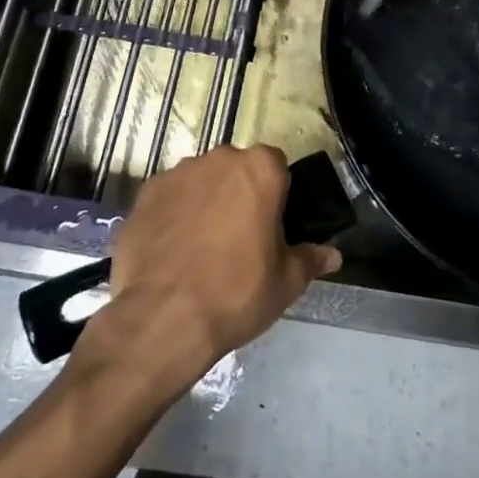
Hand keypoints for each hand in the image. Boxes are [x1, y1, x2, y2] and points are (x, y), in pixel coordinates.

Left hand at [72, 145, 340, 390]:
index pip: (277, 166)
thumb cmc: (237, 293)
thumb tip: (333, 255)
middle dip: (240, 194)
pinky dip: (173, 216)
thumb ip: (311, 259)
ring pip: (201, 181)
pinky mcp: (145, 194)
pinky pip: (169, 198)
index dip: (277, 194)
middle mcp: (219, 159)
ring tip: (201, 248)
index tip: (271, 225)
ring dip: (206, 202)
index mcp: (260, 168)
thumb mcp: (286, 282)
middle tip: (240, 238)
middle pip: (237, 170)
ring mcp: (178, 173)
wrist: (163, 319)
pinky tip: (172, 252)